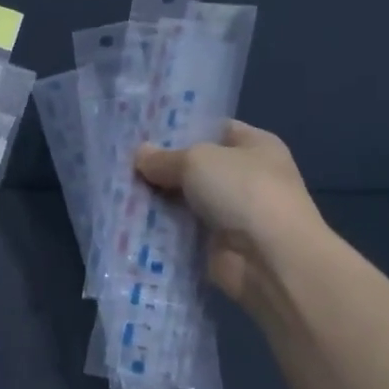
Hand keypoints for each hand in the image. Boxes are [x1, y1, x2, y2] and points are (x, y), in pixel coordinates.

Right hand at [135, 121, 323, 313]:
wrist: (270, 259)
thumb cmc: (243, 191)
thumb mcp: (197, 160)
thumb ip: (165, 158)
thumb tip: (140, 155)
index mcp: (256, 146)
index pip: (215, 129)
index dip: (182, 129)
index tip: (144, 132)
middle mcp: (248, 177)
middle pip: (196, 167)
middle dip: (163, 167)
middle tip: (123, 162)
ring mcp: (233, 213)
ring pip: (186, 200)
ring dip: (158, 200)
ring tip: (117, 190)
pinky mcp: (218, 245)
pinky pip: (183, 231)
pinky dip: (162, 229)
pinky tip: (129, 221)